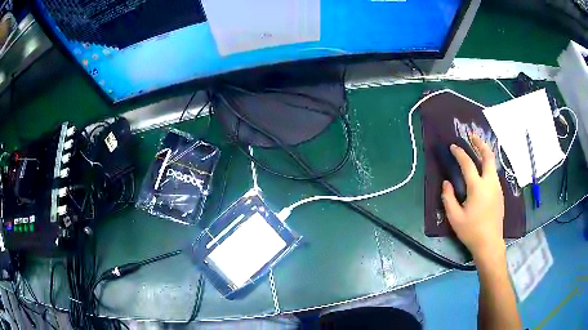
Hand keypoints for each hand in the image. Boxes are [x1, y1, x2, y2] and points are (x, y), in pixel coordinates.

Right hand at [441, 134, 504, 263]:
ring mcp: (497, 188)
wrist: (490, 243)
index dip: (459, 153)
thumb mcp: (455, 218)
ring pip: (492, 165)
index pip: (468, 164)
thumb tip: (447, 183)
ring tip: (477, 150)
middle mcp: (490, 183)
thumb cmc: (471, 231)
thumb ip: (448, 198)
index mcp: (478, 187)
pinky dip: (488, 166)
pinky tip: (482, 171)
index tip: (453, 147)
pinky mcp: (500, 194)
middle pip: (488, 156)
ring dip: (485, 154)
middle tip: (472, 136)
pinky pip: (494, 174)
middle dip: (480, 144)